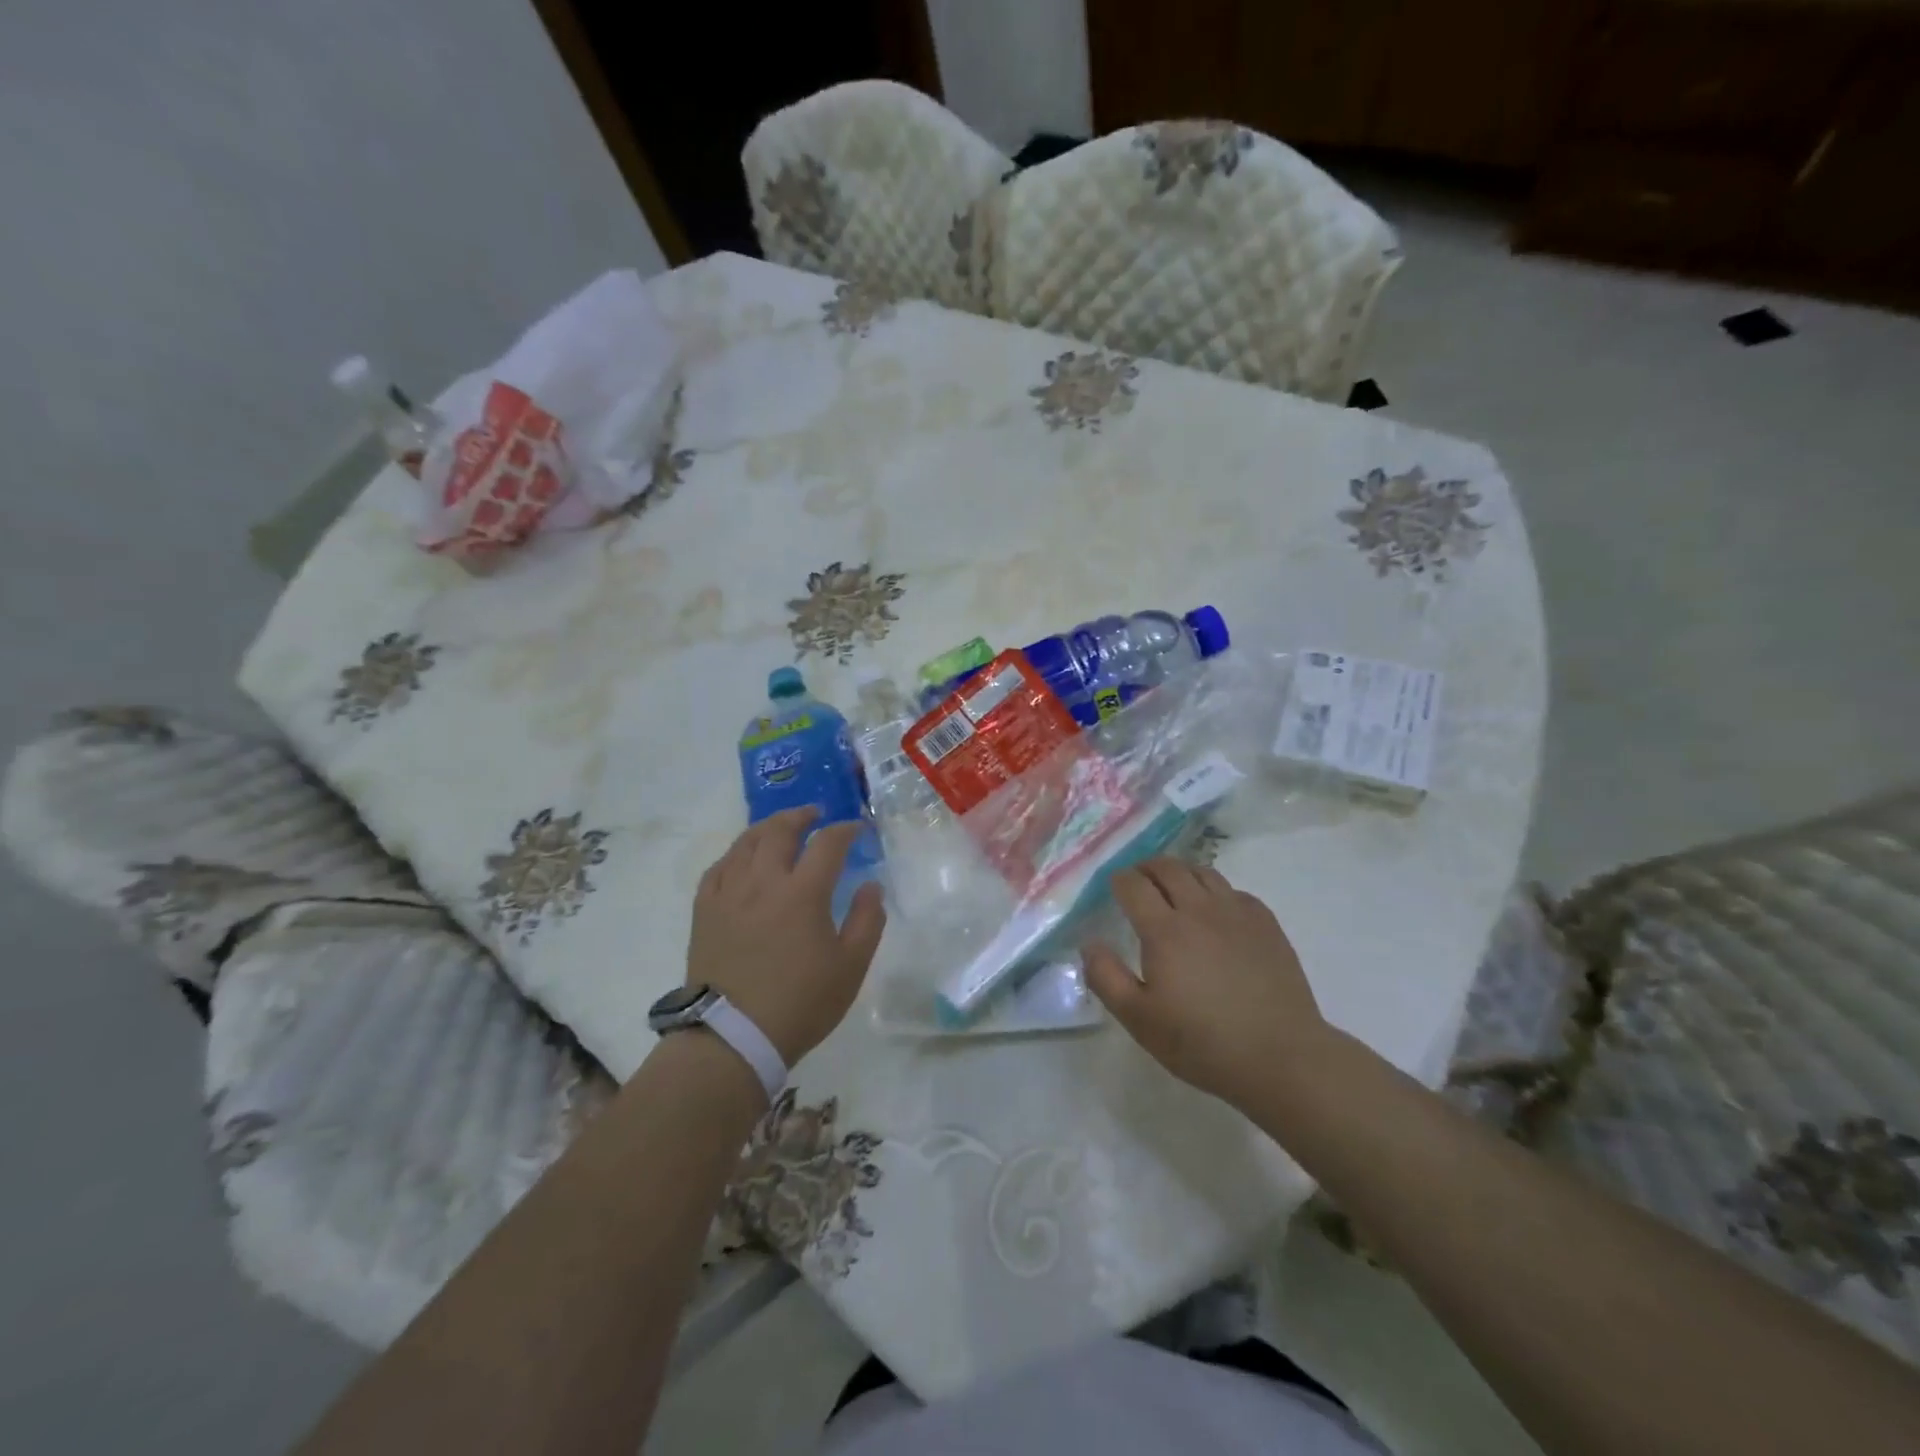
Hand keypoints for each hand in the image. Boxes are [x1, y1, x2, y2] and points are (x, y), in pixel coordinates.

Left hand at [686, 807, 886, 1066]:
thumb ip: (868, 920)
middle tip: (815, 814)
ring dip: (767, 827)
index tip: (857, 829)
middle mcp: (763, 881)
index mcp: (803, 892)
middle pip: (780, 830)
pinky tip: (742, 858)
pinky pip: (718, 867)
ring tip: (780, 827)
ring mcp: (729, 893)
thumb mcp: (851, 967)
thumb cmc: (800, 1003)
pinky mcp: (705, 910)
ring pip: (746, 843)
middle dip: (801, 815)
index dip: (845, 830)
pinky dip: (735, 854)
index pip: (828, 843)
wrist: (732, 1037)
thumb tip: (871, 885)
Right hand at [1083, 859, 1327, 1108]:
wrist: (1280, 1057)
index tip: (1112, 887)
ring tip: (1174, 889)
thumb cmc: (1201, 1042)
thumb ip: (1106, 977)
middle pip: (1168, 868)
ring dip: (1181, 873)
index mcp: (1164, 930)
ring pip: (1203, 872)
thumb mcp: (1139, 1020)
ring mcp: (1237, 913)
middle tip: (1138, 880)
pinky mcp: (1266, 924)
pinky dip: (1216, 892)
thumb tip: (1090, 944)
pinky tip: (1215, 913)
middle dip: (1146, 868)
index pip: (1133, 885)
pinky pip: (1234, 891)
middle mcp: (1199, 910)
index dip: (1118, 880)